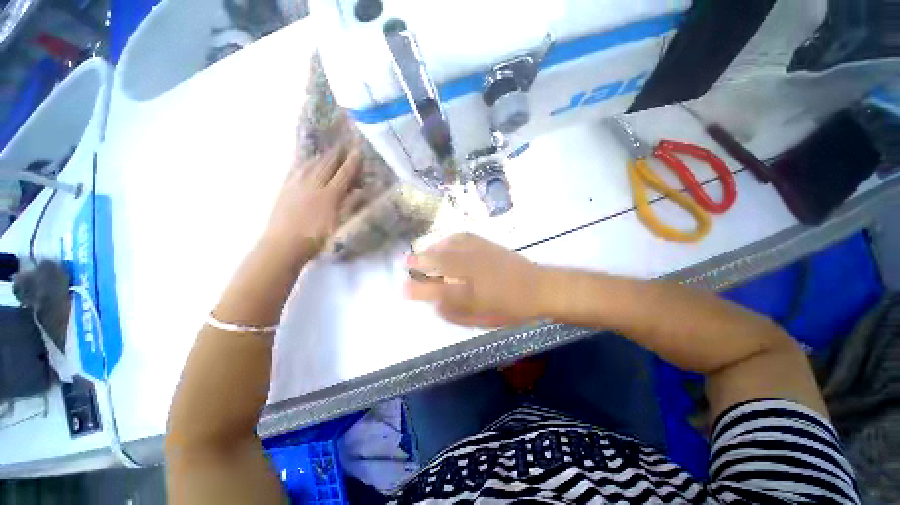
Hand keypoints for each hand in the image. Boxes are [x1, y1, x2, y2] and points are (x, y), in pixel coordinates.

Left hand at [264, 144, 361, 257]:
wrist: (283, 245)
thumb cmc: (317, 239)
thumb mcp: (339, 225)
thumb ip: (350, 206)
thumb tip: (361, 192)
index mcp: (329, 196)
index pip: (343, 175)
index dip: (352, 163)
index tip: (358, 152)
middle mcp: (313, 186)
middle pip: (326, 165)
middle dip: (337, 154)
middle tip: (344, 145)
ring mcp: (297, 185)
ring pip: (311, 165)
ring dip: (321, 156)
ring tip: (328, 151)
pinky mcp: (285, 189)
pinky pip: (295, 170)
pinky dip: (304, 163)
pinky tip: (307, 161)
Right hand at [404, 233, 542, 327]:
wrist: (538, 287)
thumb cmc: (511, 309)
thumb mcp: (483, 321)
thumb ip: (457, 314)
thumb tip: (436, 306)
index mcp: (472, 295)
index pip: (437, 291)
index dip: (418, 290)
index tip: (403, 289)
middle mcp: (473, 271)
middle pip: (439, 263)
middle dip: (419, 262)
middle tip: (405, 263)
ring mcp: (480, 254)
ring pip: (448, 247)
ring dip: (432, 249)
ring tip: (422, 252)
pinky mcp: (487, 244)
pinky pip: (462, 237)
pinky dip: (447, 239)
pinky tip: (443, 242)